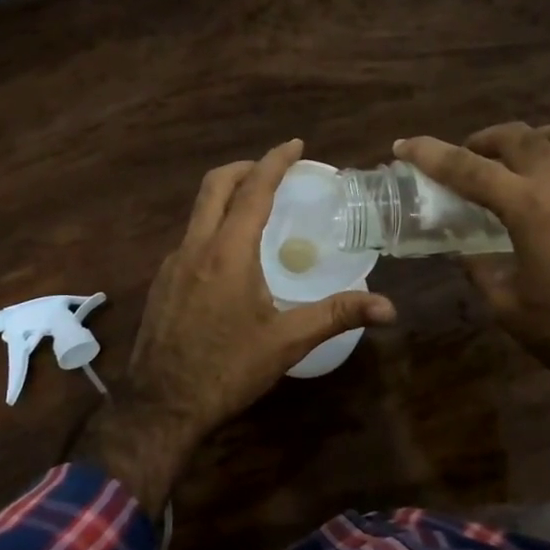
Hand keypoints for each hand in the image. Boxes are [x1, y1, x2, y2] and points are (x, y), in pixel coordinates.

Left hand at [75, 139, 394, 518]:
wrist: (161, 405)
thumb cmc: (227, 370)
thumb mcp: (286, 342)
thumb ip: (336, 316)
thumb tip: (389, 307)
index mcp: (227, 253)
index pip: (253, 190)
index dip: (275, 162)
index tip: (295, 144)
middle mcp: (195, 247)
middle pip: (215, 186)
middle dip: (245, 167)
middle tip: (274, 169)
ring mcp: (172, 264)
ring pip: (198, 211)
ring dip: (226, 196)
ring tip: (257, 208)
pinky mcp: (161, 283)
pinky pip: (189, 237)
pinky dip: (213, 226)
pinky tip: (230, 256)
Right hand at [395, 124, 549, 402]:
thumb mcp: (506, 304)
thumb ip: (478, 266)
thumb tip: (462, 247)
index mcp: (529, 208)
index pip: (468, 168)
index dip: (430, 154)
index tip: (405, 146)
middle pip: (519, 137)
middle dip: (484, 139)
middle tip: (469, 155)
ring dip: (536, 139)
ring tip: (524, 155)